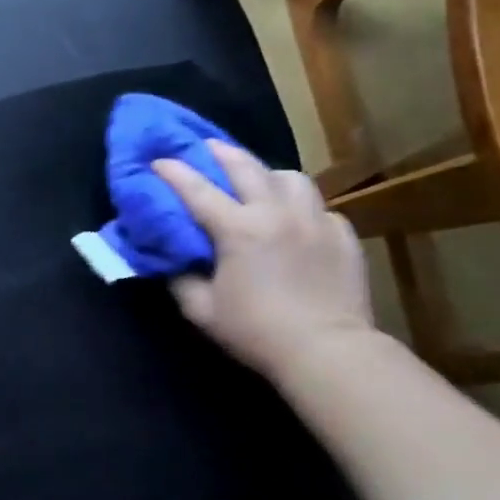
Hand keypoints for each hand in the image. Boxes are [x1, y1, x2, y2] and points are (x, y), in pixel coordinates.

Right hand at [154, 141, 375, 379]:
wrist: (328, 352)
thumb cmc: (257, 331)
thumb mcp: (202, 310)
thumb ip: (179, 278)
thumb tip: (170, 259)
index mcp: (238, 229)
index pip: (196, 188)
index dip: (172, 171)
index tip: (157, 160)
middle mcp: (276, 213)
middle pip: (245, 166)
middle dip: (219, 152)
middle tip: (203, 146)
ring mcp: (315, 221)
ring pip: (290, 177)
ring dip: (267, 174)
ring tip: (257, 181)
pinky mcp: (343, 236)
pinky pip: (319, 207)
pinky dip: (302, 207)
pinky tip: (296, 221)